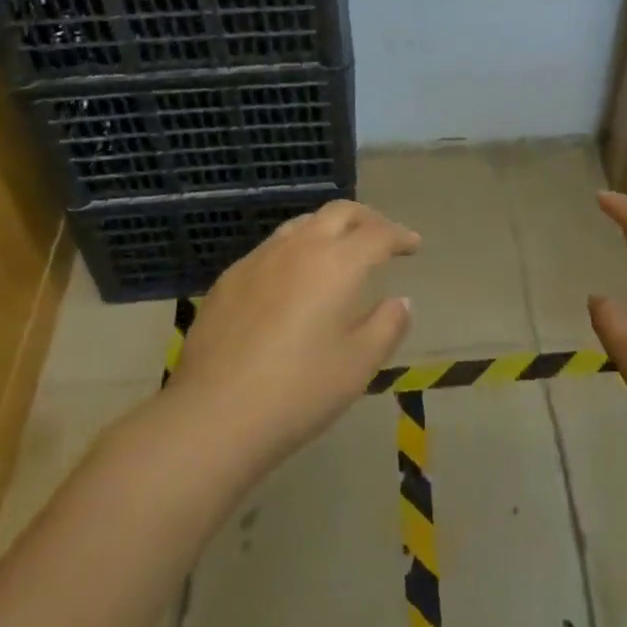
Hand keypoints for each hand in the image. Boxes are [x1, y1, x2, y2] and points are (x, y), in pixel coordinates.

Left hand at [168, 200, 418, 467]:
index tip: (413, 244)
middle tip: (381, 236)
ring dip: (329, 228)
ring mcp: (259, 259)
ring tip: (339, 251)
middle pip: (340, 212)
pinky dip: (295, 250)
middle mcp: (300, 247)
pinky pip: (272, 248)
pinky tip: (292, 280)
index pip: (378, 233)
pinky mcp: (229, 278)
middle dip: (367, 218)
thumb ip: (387, 325)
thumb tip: (401, 301)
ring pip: (302, 224)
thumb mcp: (359, 365)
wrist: (213, 415)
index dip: (400, 235)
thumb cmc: (299, 390)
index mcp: (338, 263)